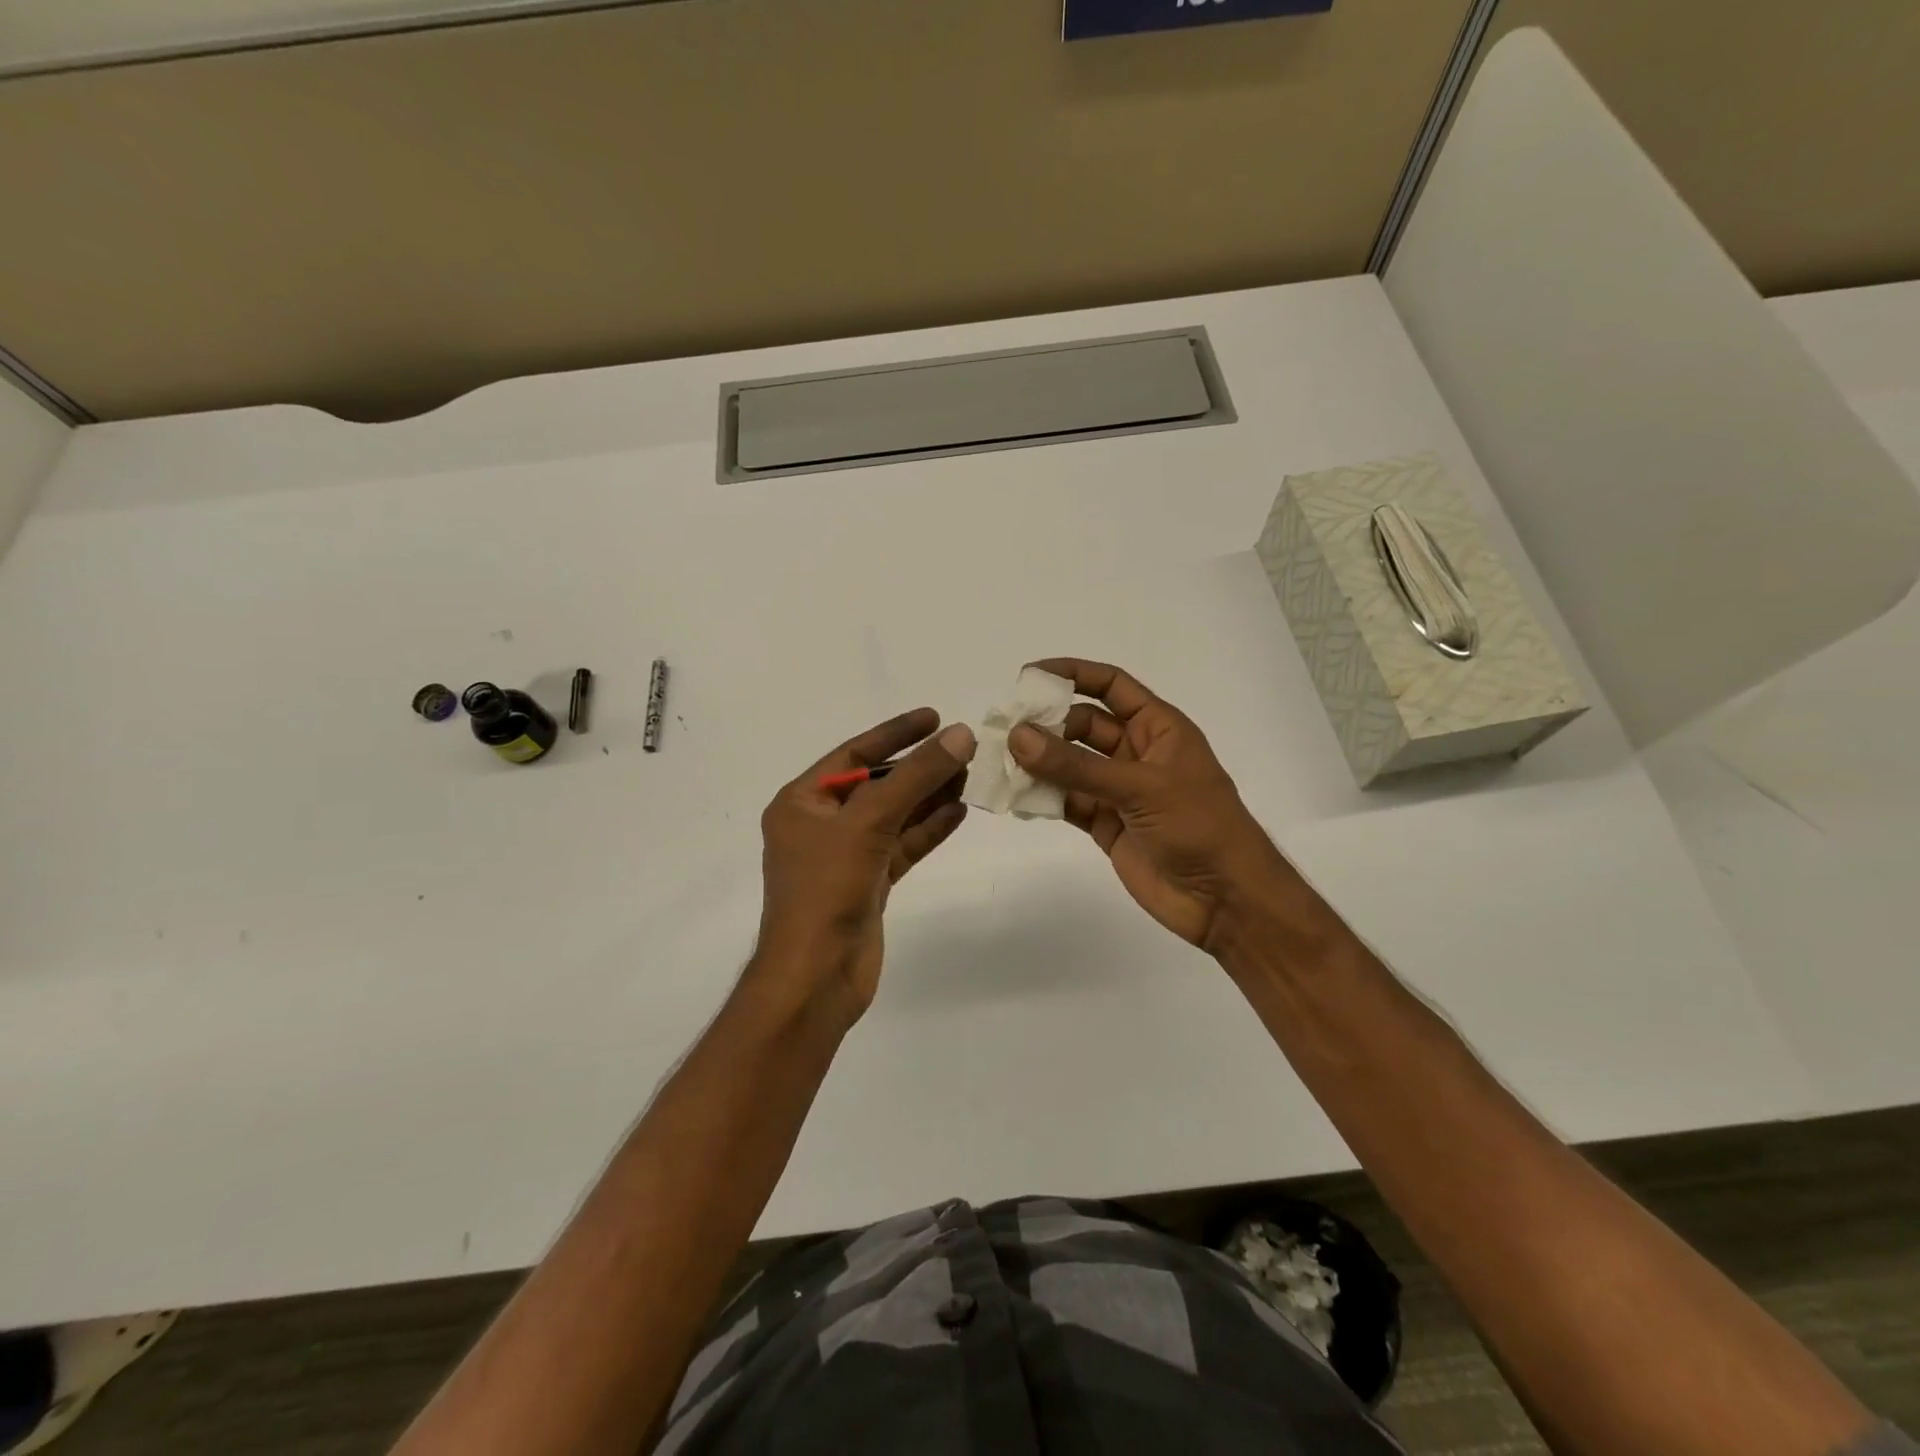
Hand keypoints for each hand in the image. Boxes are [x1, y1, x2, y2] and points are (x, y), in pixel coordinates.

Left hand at [753, 708, 974, 1027]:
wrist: (816, 978)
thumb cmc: (827, 889)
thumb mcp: (869, 822)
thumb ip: (915, 777)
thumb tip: (961, 735)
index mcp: (802, 803)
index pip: (852, 754)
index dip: (895, 733)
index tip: (934, 716)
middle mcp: (821, 825)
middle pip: (877, 784)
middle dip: (919, 767)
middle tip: (963, 748)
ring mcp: (846, 856)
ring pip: (894, 815)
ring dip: (929, 795)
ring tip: (970, 774)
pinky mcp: (868, 883)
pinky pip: (902, 846)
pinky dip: (929, 829)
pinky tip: (959, 811)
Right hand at [1008, 659, 1293, 949]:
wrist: (1225, 900)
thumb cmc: (1199, 826)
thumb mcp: (1140, 787)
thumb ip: (1076, 765)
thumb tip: (1018, 737)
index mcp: (1159, 728)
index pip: (1112, 686)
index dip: (1073, 674)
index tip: (1029, 677)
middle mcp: (1136, 753)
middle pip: (1083, 725)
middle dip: (1047, 724)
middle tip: (1005, 730)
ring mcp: (1119, 791)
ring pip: (1070, 765)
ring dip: (1039, 762)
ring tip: (999, 761)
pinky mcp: (1106, 824)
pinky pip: (1068, 801)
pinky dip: (1043, 798)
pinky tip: (1016, 795)